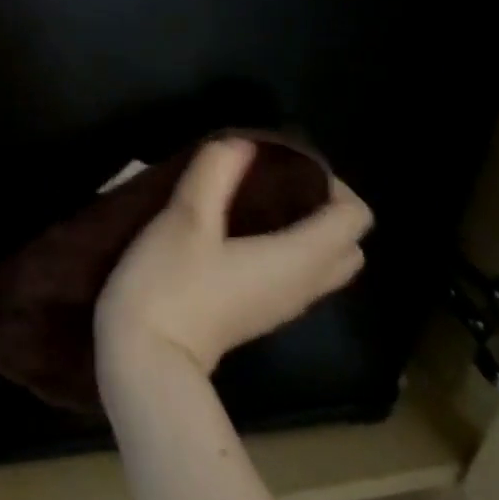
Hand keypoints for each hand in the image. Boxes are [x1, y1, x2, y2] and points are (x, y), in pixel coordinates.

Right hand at [95, 138, 371, 376]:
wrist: (144, 357)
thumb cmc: (169, 284)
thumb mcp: (185, 219)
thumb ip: (215, 175)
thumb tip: (242, 142)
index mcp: (298, 258)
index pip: (354, 217)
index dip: (333, 184)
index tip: (285, 164)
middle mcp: (303, 285)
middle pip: (347, 245)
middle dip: (323, 209)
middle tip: (274, 183)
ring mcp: (281, 306)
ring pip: (321, 265)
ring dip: (302, 231)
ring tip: (251, 204)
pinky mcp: (256, 315)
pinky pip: (293, 277)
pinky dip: (282, 251)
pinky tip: (232, 236)